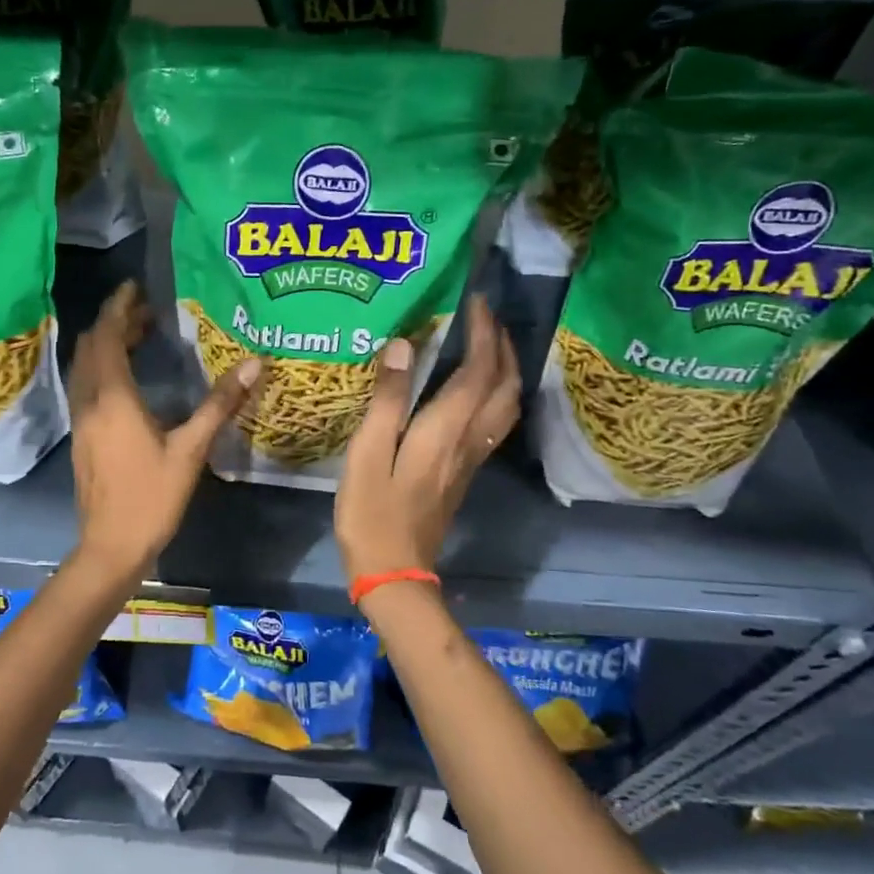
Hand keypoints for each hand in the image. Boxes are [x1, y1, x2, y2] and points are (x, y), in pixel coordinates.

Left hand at [66, 281, 260, 585]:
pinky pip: (87, 387)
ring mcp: (80, 420)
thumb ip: (219, 404)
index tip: (135, 287)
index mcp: (113, 398)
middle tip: (147, 311)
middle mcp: (89, 402)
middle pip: (91, 347)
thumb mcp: (191, 450)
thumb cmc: (152, 497)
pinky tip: (130, 380)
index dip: (118, 307)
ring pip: (86, 367)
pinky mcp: (81, 437)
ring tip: (141, 337)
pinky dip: (104, 368)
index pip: (106, 336)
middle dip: (114, 323)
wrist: (111, 546)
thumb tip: (253, 364)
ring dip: (107, 345)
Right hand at [335, 295, 519, 581]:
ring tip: (487, 345)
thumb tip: (402, 346)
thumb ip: (387, 400)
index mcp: (446, 431)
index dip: (482, 333)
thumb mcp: (368, 454)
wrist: (394, 573)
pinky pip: (492, 421)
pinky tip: (474, 390)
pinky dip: (494, 394)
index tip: (474, 301)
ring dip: (504, 370)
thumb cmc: (372, 514)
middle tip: (484, 318)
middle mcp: (468, 441)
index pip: (478, 371)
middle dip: (502, 346)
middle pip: (505, 386)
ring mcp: (470, 459)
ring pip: (505, 405)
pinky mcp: (463, 473)